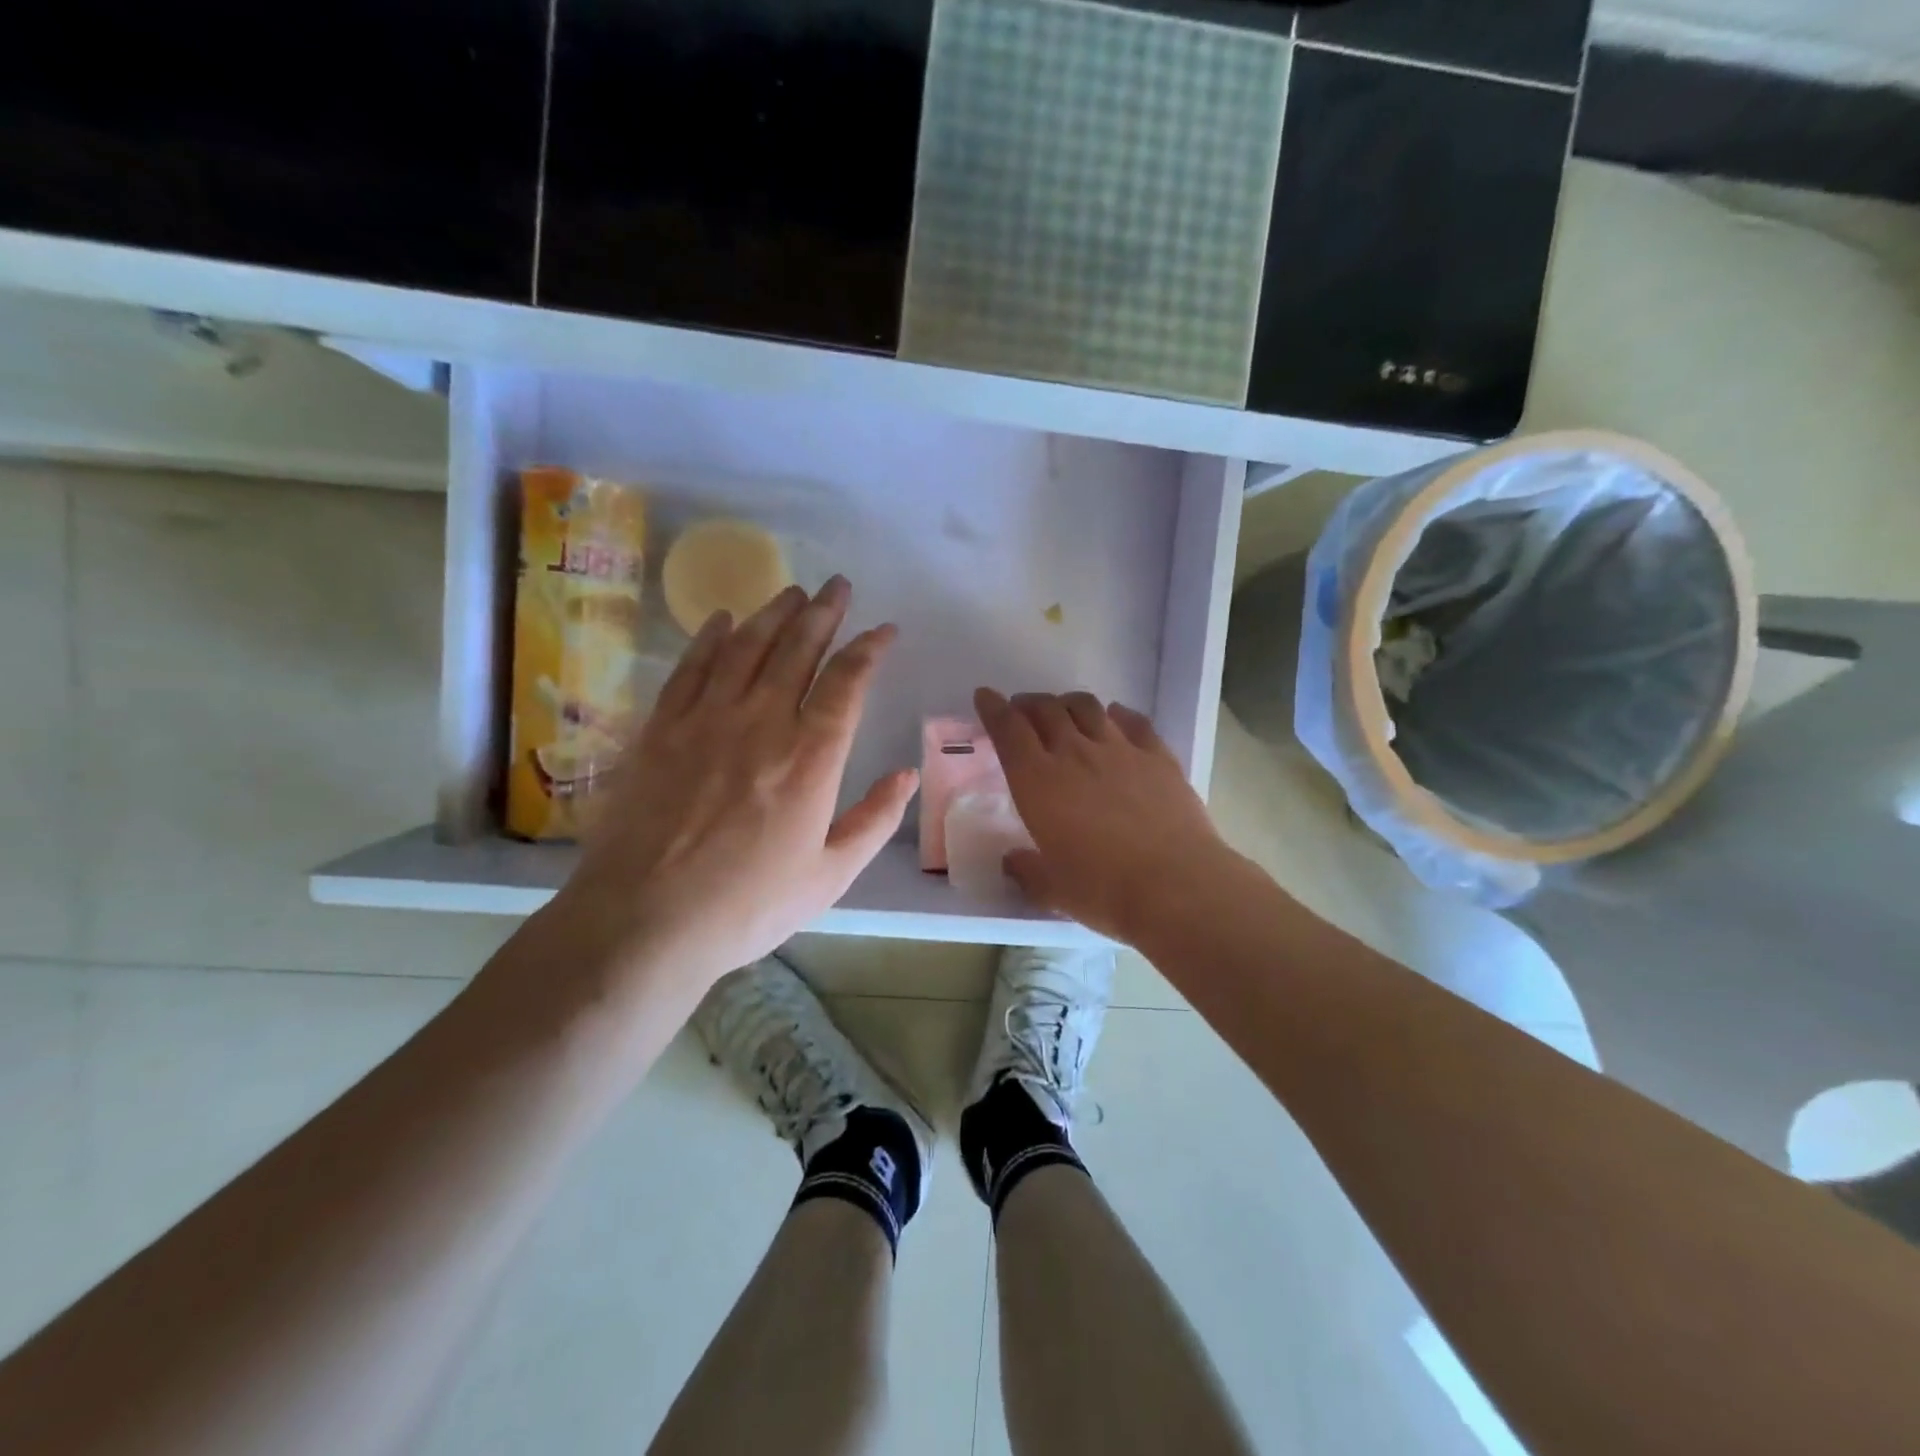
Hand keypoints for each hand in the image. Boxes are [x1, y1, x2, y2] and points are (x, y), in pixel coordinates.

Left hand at [560, 577, 918, 995]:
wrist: (644, 921)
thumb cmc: (747, 906)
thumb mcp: (830, 876)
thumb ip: (874, 820)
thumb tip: (909, 774)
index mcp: (811, 758)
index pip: (847, 682)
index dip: (869, 648)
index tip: (884, 629)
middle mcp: (762, 722)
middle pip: (798, 649)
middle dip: (824, 612)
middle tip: (838, 586)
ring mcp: (706, 720)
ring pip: (747, 647)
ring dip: (773, 613)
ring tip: (792, 591)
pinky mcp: (661, 729)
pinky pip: (690, 668)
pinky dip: (710, 638)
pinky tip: (723, 620)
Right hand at [975, 688, 1242, 944]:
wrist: (1176, 885)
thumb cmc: (1103, 890)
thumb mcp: (1051, 889)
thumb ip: (1026, 871)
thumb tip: (1013, 861)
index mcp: (1037, 781)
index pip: (1008, 730)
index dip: (993, 709)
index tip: (985, 697)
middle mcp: (1075, 753)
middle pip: (1046, 709)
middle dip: (1028, 703)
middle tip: (1023, 710)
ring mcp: (1120, 749)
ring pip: (1087, 707)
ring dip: (1068, 703)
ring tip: (1064, 711)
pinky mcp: (1158, 756)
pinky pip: (1133, 721)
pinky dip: (1117, 714)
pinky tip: (1115, 718)